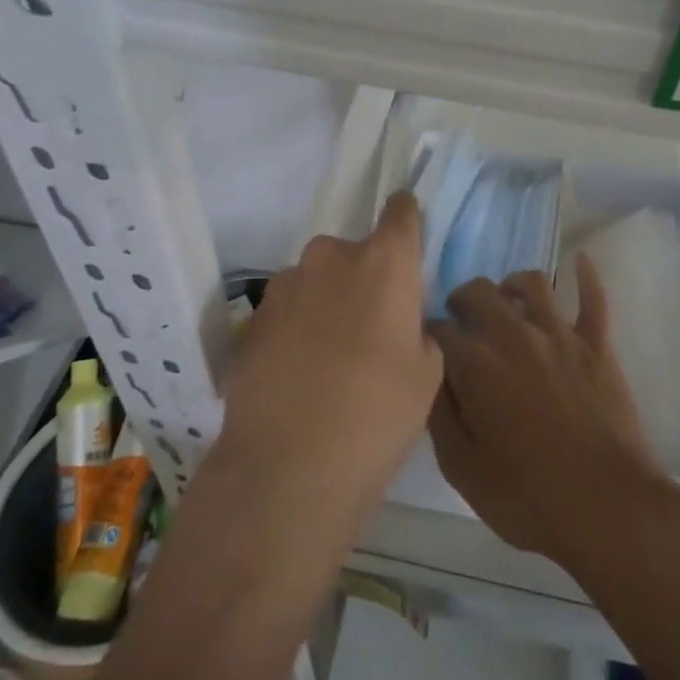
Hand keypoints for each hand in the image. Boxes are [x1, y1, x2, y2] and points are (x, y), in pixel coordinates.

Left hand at [219, 192, 440, 520]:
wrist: (287, 468)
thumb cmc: (377, 415)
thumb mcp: (428, 373)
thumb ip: (418, 328)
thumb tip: (399, 322)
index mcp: (384, 262)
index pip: (400, 211)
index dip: (406, 218)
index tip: (407, 235)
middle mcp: (331, 257)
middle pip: (355, 253)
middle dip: (363, 279)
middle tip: (369, 327)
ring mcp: (284, 285)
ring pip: (316, 281)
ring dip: (325, 303)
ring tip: (328, 359)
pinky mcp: (251, 318)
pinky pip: (286, 311)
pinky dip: (295, 329)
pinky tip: (297, 375)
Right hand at [430, 256, 672, 569]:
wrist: (608, 506)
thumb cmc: (528, 496)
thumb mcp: (463, 469)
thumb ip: (440, 416)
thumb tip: (429, 378)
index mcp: (476, 365)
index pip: (440, 330)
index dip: (430, 333)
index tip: (430, 344)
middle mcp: (514, 335)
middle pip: (480, 293)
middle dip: (463, 298)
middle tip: (462, 315)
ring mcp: (559, 335)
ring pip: (532, 284)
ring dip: (512, 284)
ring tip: (507, 296)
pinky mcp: (596, 344)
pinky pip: (594, 298)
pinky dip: (586, 275)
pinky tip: (580, 261)